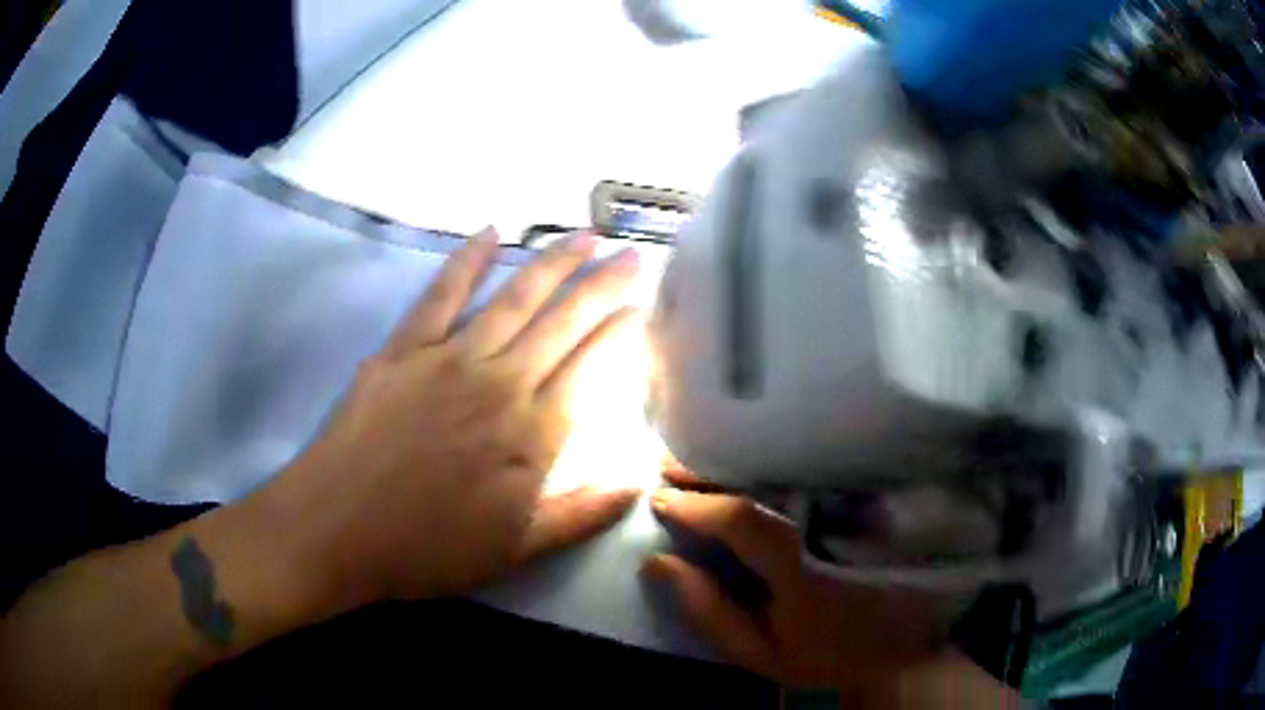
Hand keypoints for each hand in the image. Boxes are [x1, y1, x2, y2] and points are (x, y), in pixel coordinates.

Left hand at [269, 228, 642, 605]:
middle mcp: (500, 385)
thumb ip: (581, 515)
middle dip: (604, 285)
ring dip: (553, 263)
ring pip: (514, 299)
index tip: (643, 308)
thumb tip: (638, 484)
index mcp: (531, 437)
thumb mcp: (515, 551)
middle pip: (564, 323)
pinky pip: (441, 293)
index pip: (592, 371)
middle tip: (632, 255)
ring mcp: (449, 359)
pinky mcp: (404, 348)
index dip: (621, 335)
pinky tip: (491, 231)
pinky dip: (467, 259)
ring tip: (585, 235)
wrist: (338, 531)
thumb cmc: (427, 549)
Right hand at [643, 475, 953, 694]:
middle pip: (764, 483)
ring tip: (692, 463)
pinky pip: (803, 479)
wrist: (892, 645)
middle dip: (708, 471)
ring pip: (785, 474)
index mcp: (801, 571)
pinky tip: (736, 471)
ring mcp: (845, 512)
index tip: (659, 501)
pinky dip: (764, 471)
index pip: (745, 520)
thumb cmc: (821, 653)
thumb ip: (709, 612)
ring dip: (733, 465)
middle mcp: (826, 529)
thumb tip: (658, 562)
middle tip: (665, 466)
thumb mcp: (758, 651)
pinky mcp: (854, 506)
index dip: (698, 506)